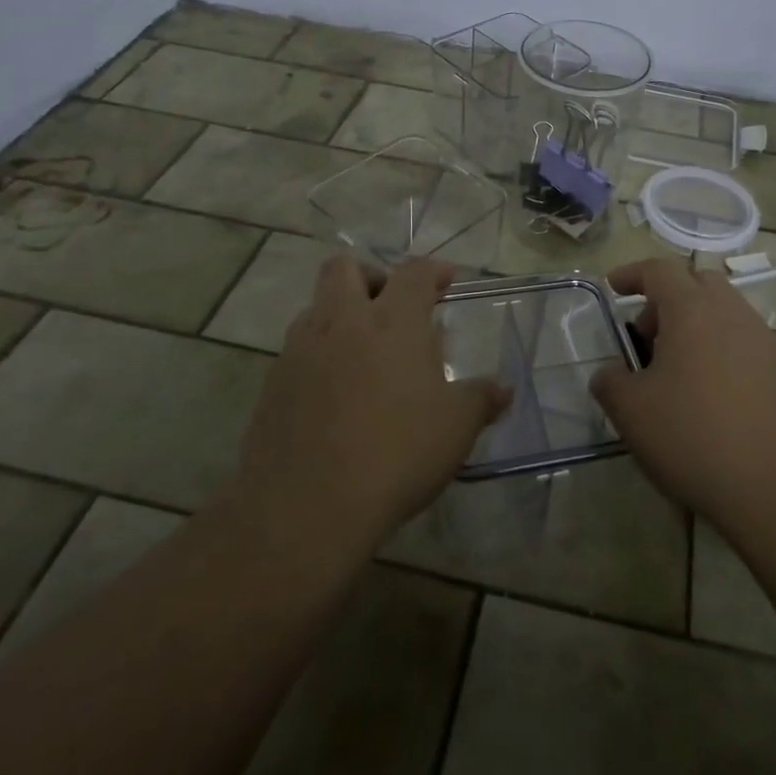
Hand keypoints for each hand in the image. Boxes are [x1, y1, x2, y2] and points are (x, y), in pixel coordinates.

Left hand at [235, 256, 510, 550]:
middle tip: (391, 308)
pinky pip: (296, 351)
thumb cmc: (396, 453)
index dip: (432, 271)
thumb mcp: (456, 428)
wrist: (307, 507)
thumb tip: (503, 390)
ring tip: (363, 354)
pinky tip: (335, 395)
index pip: (413, 273)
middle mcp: (341, 322)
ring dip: (339, 316)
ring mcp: (299, 351)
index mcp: (391, 321)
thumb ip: (481, 400)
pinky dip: (318, 357)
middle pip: (344, 268)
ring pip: (315, 308)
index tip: (445, 281)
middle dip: (370, 276)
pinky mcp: (272, 385)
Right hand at [591, 259, 775, 532]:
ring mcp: (763, 339)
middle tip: (646, 336)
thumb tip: (609, 373)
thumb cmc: (695, 437)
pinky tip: (711, 393)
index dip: (632, 273)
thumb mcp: (632, 412)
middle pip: (696, 282)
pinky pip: (744, 340)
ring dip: (695, 325)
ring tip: (677, 370)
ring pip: (723, 311)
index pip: (658, 270)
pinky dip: (720, 348)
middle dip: (666, 298)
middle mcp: (731, 312)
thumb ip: (610, 382)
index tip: (614, 287)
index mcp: (692, 310)